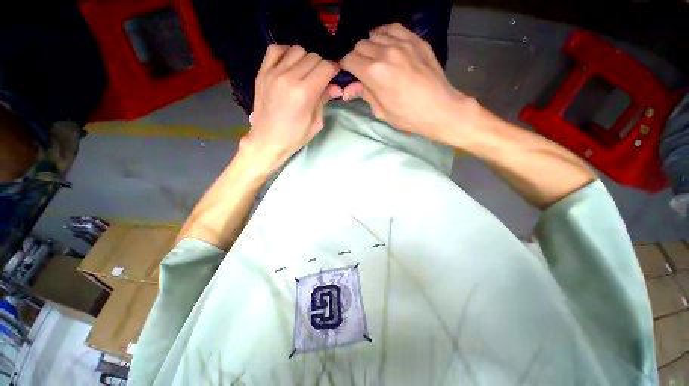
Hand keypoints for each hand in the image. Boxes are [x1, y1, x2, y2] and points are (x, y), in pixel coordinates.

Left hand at [241, 45, 341, 173]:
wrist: (267, 140)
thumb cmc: (294, 137)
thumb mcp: (316, 123)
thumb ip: (325, 100)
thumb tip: (337, 87)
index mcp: (305, 93)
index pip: (326, 68)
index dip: (334, 70)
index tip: (335, 77)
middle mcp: (289, 78)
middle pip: (313, 57)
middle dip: (322, 66)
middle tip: (321, 79)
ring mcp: (273, 73)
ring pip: (297, 50)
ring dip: (306, 59)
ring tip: (305, 73)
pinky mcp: (262, 72)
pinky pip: (276, 50)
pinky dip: (286, 53)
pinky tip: (290, 65)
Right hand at [340, 23, 472, 144]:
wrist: (439, 108)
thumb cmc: (407, 116)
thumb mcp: (382, 111)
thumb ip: (364, 95)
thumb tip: (347, 90)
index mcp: (374, 73)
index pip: (349, 60)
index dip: (345, 67)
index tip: (349, 73)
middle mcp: (385, 53)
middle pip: (360, 45)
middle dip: (356, 57)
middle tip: (362, 69)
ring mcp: (402, 43)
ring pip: (375, 35)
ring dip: (370, 46)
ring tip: (375, 58)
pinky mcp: (416, 40)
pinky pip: (394, 28)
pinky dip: (385, 34)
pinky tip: (386, 43)